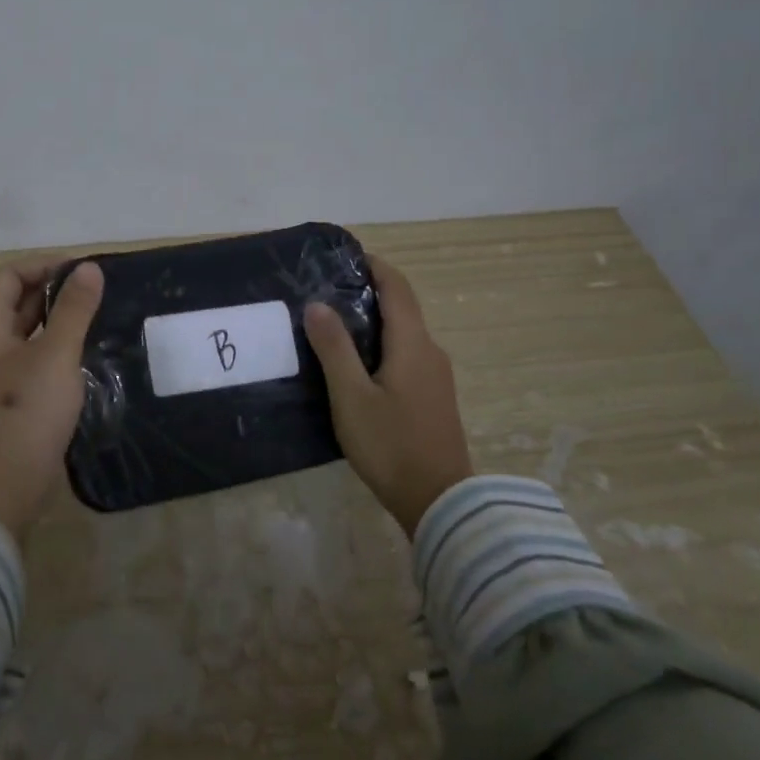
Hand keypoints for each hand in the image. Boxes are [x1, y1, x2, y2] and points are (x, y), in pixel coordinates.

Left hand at [0, 258, 103, 540]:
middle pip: (15, 303)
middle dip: (54, 292)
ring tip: (97, 318)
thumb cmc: (25, 413)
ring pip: (26, 334)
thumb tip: (88, 267)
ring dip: (57, 321)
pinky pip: (32, 361)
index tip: (83, 271)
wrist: (0, 490)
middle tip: (97, 293)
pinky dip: (56, 350)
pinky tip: (84, 356)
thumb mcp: (55, 355)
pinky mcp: (8, 401)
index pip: (9, 276)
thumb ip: (74, 310)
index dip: (44, 265)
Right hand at [304, 253, 472, 536]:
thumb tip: (318, 304)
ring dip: (375, 321)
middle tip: (327, 293)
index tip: (345, 258)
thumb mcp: (351, 397)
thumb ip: (334, 348)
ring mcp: (437, 376)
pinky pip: (408, 355)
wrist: (441, 502)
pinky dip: (383, 345)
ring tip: (334, 327)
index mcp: (414, 344)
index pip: (397, 287)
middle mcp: (431, 351)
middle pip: (403, 308)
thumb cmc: (391, 445)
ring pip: (405, 334)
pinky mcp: (434, 397)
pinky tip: (358, 366)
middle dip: (370, 292)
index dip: (375, 266)